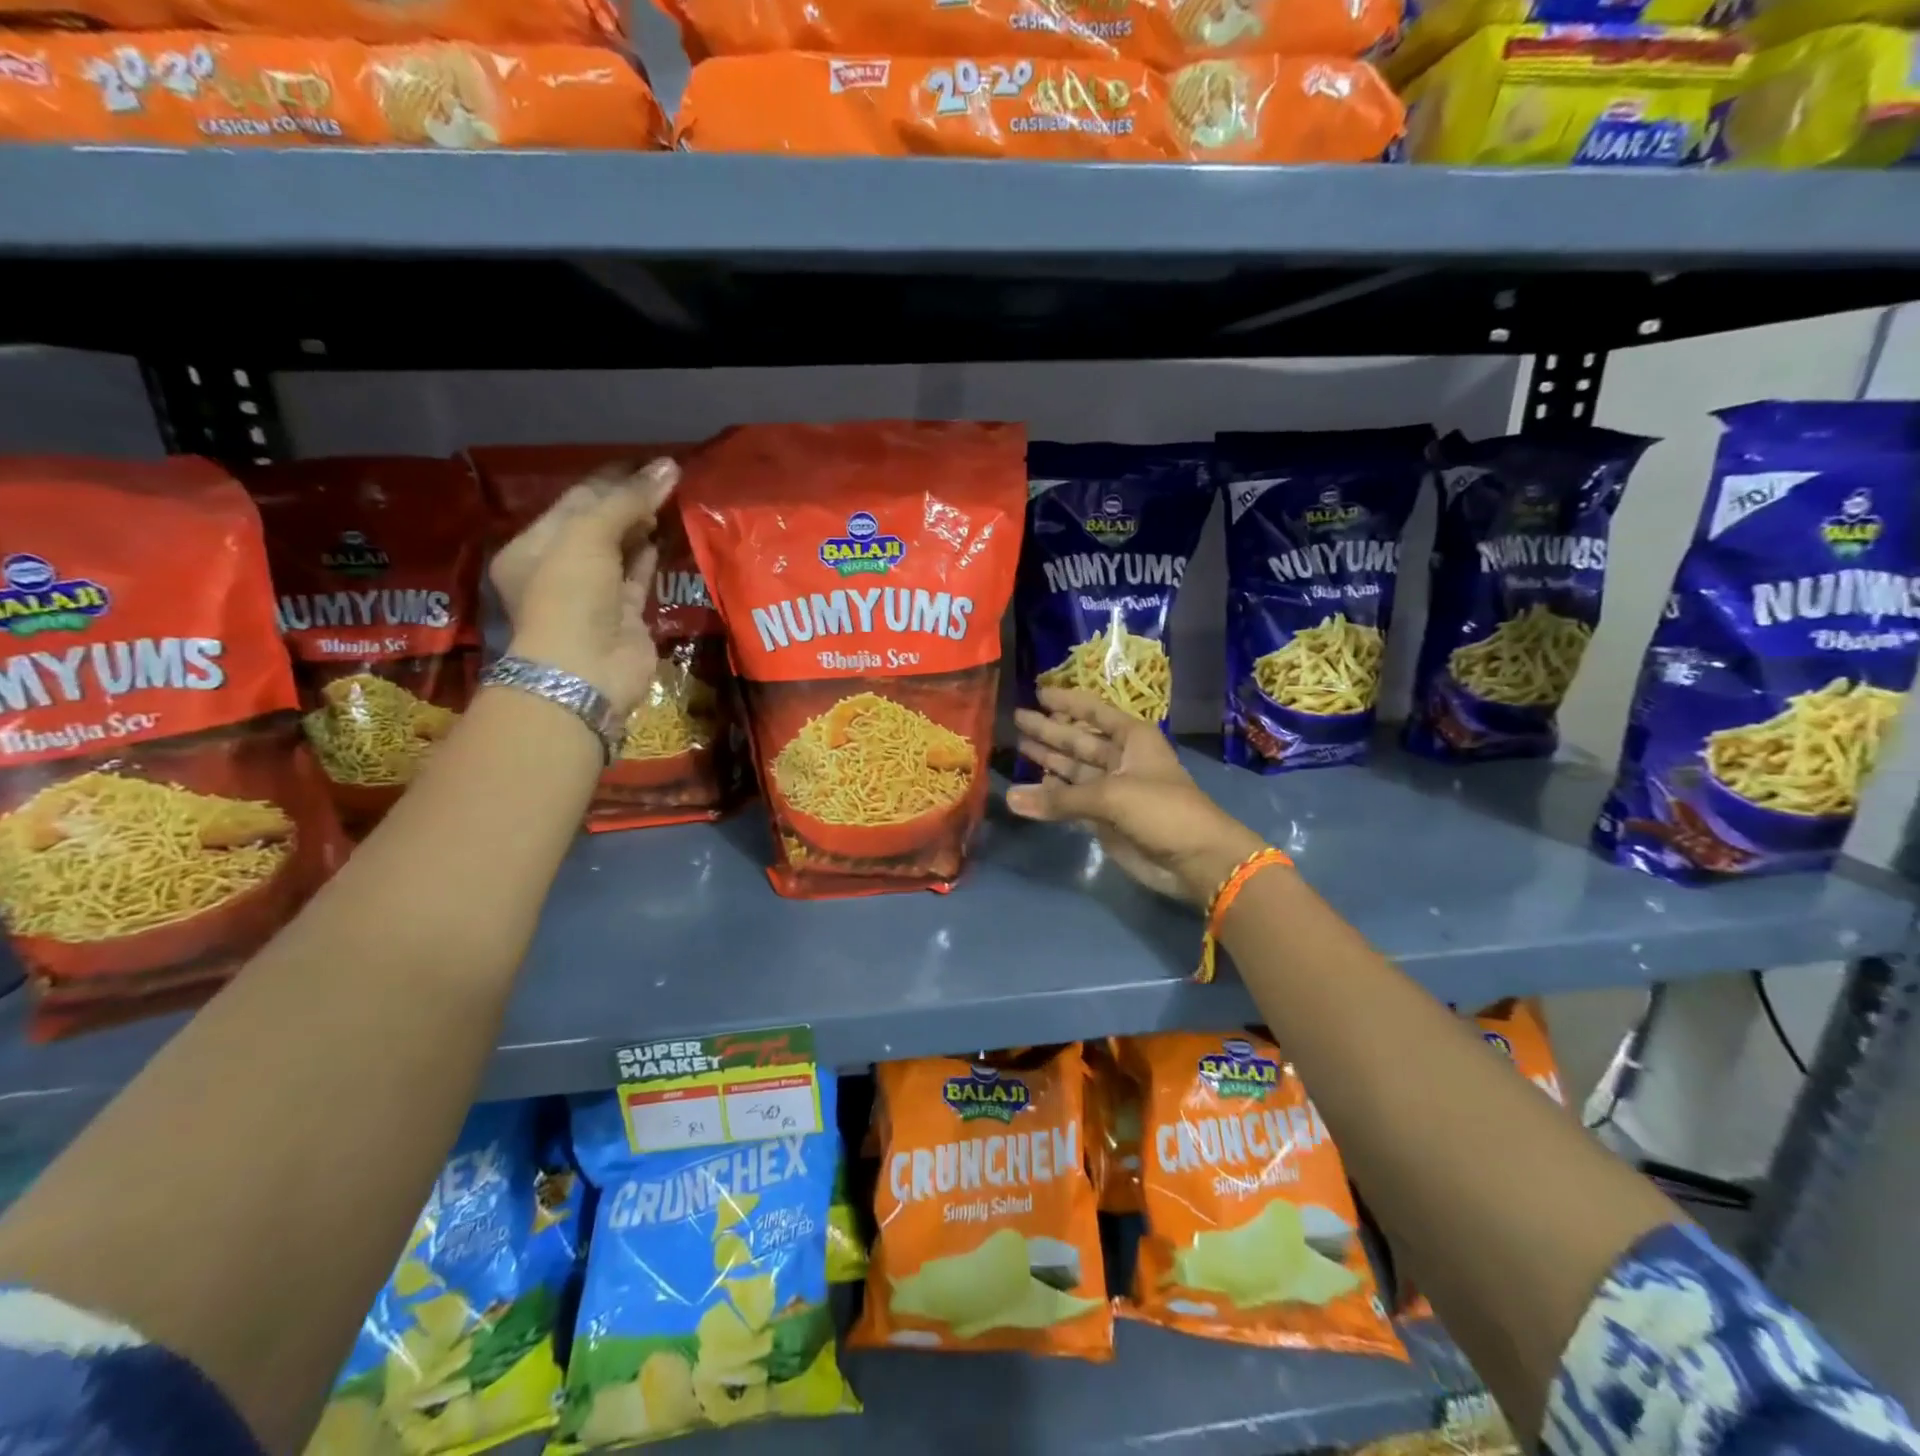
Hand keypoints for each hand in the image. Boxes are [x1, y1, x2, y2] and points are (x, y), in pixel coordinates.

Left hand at [489, 458, 678, 718]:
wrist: (586, 670)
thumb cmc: (570, 595)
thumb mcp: (589, 536)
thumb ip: (628, 500)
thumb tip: (669, 466)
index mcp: (533, 547)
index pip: (575, 503)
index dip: (611, 481)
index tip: (648, 464)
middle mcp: (560, 569)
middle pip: (599, 525)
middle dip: (629, 502)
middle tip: (666, 480)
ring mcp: (594, 595)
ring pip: (621, 551)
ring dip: (644, 527)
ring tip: (673, 501)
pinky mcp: (626, 616)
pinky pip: (639, 578)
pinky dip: (652, 558)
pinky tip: (668, 536)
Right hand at [1007, 687, 1269, 907]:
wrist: (1196, 860)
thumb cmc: (1162, 810)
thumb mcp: (1110, 796)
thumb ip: (1059, 798)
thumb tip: (1010, 798)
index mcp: (1132, 738)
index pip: (1094, 712)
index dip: (1067, 702)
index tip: (1037, 693)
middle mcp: (1121, 758)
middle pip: (1078, 740)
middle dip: (1049, 730)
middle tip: (1016, 718)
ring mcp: (1113, 789)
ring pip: (1073, 770)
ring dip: (1047, 761)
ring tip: (1015, 747)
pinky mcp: (1106, 818)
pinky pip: (1072, 800)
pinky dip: (1053, 795)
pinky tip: (1029, 788)